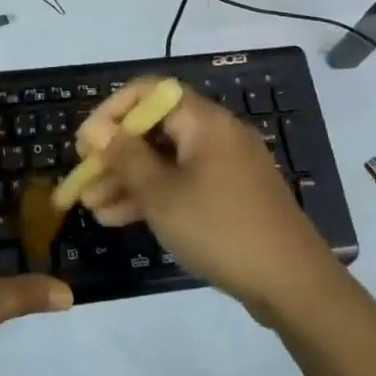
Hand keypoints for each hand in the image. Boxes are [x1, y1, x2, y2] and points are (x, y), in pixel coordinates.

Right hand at [73, 81, 342, 324]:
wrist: (292, 283)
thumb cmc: (220, 228)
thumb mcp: (162, 194)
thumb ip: (125, 157)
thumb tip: (95, 129)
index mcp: (203, 120)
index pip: (149, 92)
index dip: (112, 111)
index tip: (86, 142)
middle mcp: (215, 133)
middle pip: (155, 129)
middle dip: (115, 154)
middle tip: (83, 180)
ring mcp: (226, 166)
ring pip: (166, 161)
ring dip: (129, 179)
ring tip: (92, 207)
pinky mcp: (231, 195)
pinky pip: (184, 183)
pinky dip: (155, 195)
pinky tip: (120, 219)